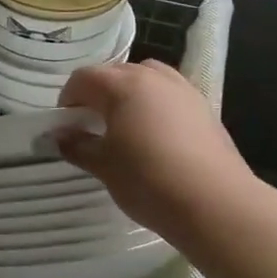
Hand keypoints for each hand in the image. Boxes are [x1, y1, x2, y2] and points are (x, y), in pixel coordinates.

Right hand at [56, 60, 258, 238]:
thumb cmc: (149, 180)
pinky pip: (170, 94)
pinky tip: (155, 136)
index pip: (83, 78)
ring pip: (147, 78)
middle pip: (116, 72)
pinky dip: (155, 104)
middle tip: (91, 124)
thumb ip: (76, 146)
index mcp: (122, 86)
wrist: (217, 205)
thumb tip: (59, 137)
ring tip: (124, 124)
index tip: (66, 125)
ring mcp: (184, 91)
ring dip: (129, 93)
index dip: (68, 98)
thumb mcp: (103, 165)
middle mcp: (153, 78)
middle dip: (98, 93)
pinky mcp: (205, 109)